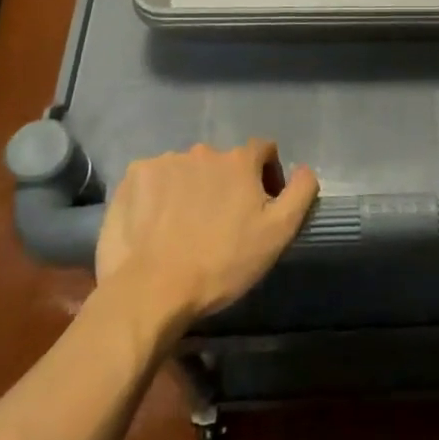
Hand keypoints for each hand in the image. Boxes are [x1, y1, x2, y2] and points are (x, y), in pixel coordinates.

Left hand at [95, 141, 318, 328]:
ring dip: (192, 188)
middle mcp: (202, 151)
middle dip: (226, 185)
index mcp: (239, 161)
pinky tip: (157, 224)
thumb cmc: (222, 263)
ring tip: (185, 226)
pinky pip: (154, 179)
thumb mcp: (278, 233)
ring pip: (187, 170)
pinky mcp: (132, 177)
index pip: (263, 150)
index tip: (261, 204)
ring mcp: (163, 162)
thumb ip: (300, 193)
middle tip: (221, 223)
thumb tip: (306, 169)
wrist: (152, 289)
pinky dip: (159, 195)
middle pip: (222, 162)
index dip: (268, 174)